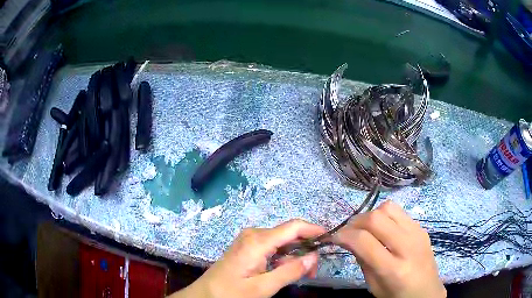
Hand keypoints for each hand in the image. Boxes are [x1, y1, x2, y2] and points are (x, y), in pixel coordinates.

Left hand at [172, 219, 325, 297]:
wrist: (206, 294)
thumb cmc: (232, 292)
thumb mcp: (263, 287)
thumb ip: (290, 271)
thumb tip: (314, 257)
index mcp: (258, 241)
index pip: (293, 227)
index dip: (314, 229)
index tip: (330, 238)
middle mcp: (254, 234)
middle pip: (289, 234)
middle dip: (305, 249)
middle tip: (313, 270)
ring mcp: (249, 240)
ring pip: (281, 242)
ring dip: (294, 256)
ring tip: (300, 274)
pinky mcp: (247, 246)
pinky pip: (272, 247)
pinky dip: (282, 257)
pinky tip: (283, 271)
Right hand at [334, 200, 445, 297]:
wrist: (427, 291)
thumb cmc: (397, 295)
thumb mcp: (374, 286)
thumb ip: (362, 261)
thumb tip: (349, 239)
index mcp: (393, 269)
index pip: (363, 241)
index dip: (344, 235)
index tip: (335, 237)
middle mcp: (408, 246)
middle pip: (377, 218)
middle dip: (356, 221)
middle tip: (348, 231)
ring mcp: (417, 233)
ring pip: (388, 207)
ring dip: (371, 215)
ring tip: (366, 228)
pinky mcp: (421, 227)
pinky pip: (399, 212)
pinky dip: (385, 217)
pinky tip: (383, 230)